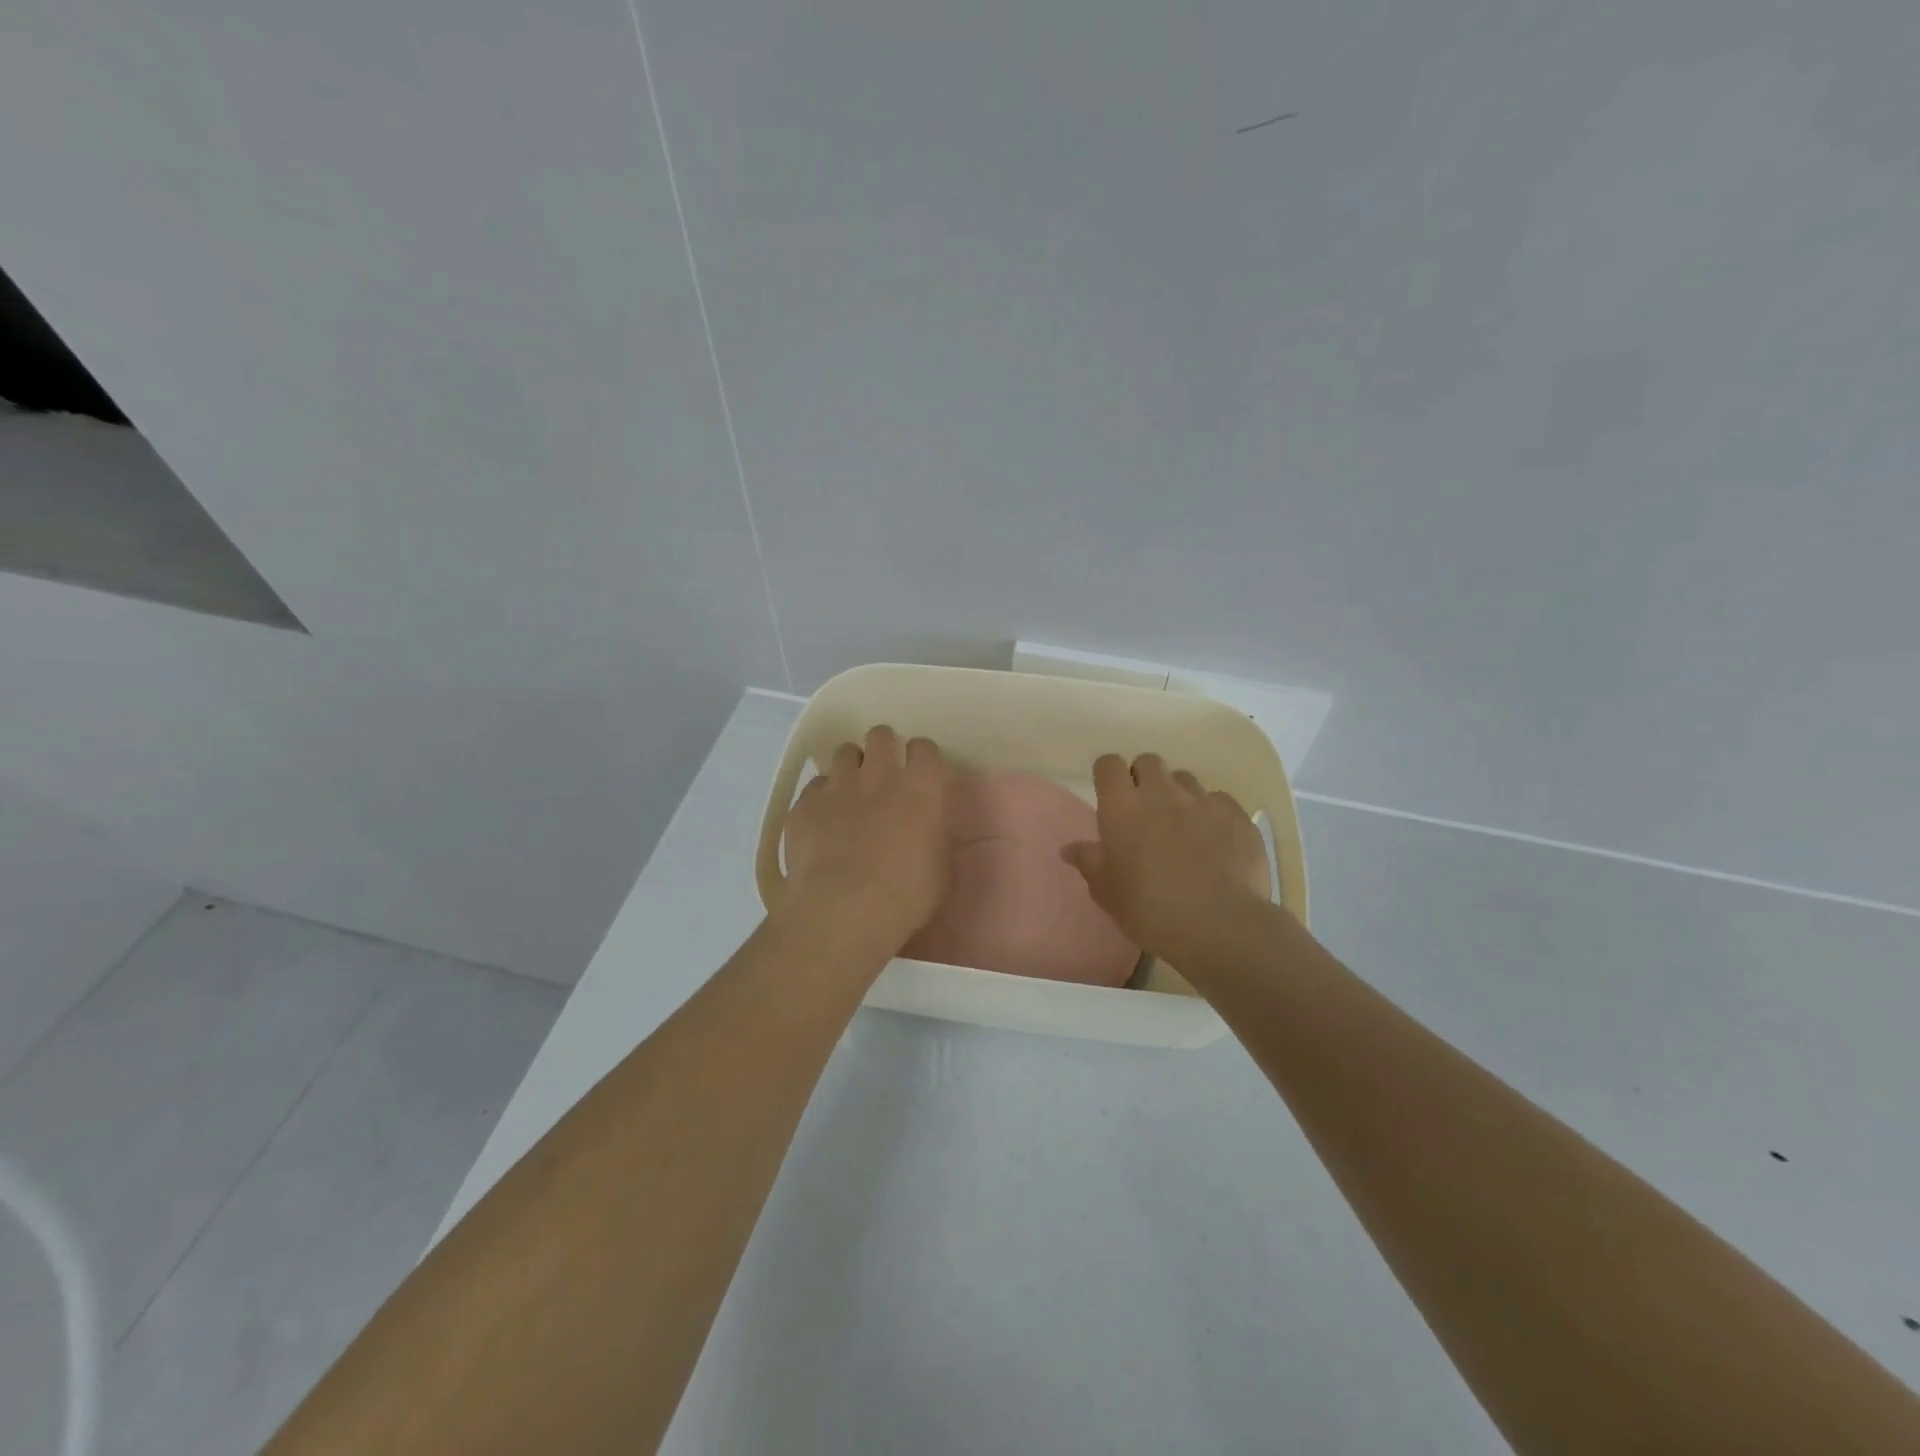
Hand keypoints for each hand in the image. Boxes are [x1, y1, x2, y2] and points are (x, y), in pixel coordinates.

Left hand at [782, 725, 953, 948]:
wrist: (845, 908)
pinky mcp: (805, 804)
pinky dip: (822, 797)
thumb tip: (932, 828)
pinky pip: (815, 787)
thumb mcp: (942, 868)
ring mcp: (838, 785)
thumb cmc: (907, 893)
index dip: (922, 758)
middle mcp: (879, 774)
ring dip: (850, 767)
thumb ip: (937, 836)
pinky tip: (823, 820)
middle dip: (883, 748)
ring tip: (851, 792)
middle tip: (883, 774)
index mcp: (920, 786)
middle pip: (880, 735)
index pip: (924, 748)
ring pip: (843, 752)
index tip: (921, 774)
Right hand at [1061, 753, 1270, 964]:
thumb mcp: (1106, 891)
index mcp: (1122, 806)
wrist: (1218, 925)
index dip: (1108, 775)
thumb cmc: (1148, 909)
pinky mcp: (1237, 815)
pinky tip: (1216, 842)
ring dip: (1178, 795)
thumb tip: (1070, 848)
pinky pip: (1220, 801)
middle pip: (1149, 761)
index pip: (1109, 765)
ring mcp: (1202, 800)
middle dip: (1144, 778)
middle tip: (1145, 811)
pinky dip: (1213, 815)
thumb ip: (1089, 862)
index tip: (1110, 795)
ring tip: (1183, 826)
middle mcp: (1161, 792)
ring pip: (1185, 779)